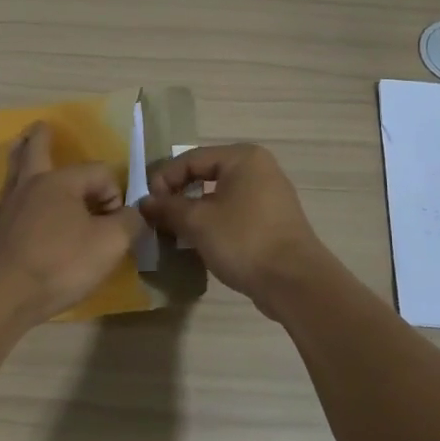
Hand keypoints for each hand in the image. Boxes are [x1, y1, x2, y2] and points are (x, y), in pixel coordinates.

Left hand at [0, 122, 145, 325]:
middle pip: (35, 151)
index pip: (98, 173)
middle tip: (41, 126)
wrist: (6, 296)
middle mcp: (29, 186)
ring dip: (17, 158)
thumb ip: (130, 222)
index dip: (113, 194)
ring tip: (17, 148)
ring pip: (12, 175)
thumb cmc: (62, 264)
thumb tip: (133, 213)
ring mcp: (4, 209)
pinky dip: (6, 208)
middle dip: (41, 137)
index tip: (115, 224)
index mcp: (60, 182)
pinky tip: (8, 216)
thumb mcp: (112, 244)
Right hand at [138, 144, 326, 312]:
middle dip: (178, 196)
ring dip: (194, 212)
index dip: (164, 179)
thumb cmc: (243, 240)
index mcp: (243, 158)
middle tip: (158, 218)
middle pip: (205, 175)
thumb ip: (167, 208)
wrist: (294, 282)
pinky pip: (234, 213)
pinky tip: (200, 243)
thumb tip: (144, 203)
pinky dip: (214, 223)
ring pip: (219, 197)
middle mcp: (259, 169)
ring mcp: (269, 196)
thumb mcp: (197, 222)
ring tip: (175, 233)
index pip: (191, 159)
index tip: (147, 205)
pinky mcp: (273, 222)